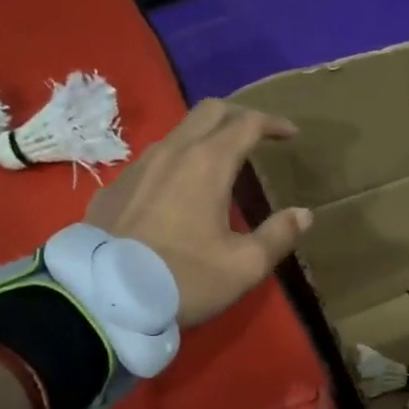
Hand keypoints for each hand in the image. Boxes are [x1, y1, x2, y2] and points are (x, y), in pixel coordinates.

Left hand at [84, 99, 311, 326]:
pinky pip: (152, 160)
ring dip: (205, 137)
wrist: (105, 297)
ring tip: (221, 161)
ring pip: (178, 133)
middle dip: (239, 115)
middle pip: (209, 111)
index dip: (273, 123)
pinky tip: (178, 190)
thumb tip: (303, 214)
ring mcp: (137, 166)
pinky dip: (176, 161)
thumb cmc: (184, 279)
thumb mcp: (244, 266)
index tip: (291, 134)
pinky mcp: (114, 187)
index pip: (247, 123)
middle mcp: (172, 152)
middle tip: (258, 134)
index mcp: (208, 163)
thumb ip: (278, 236)